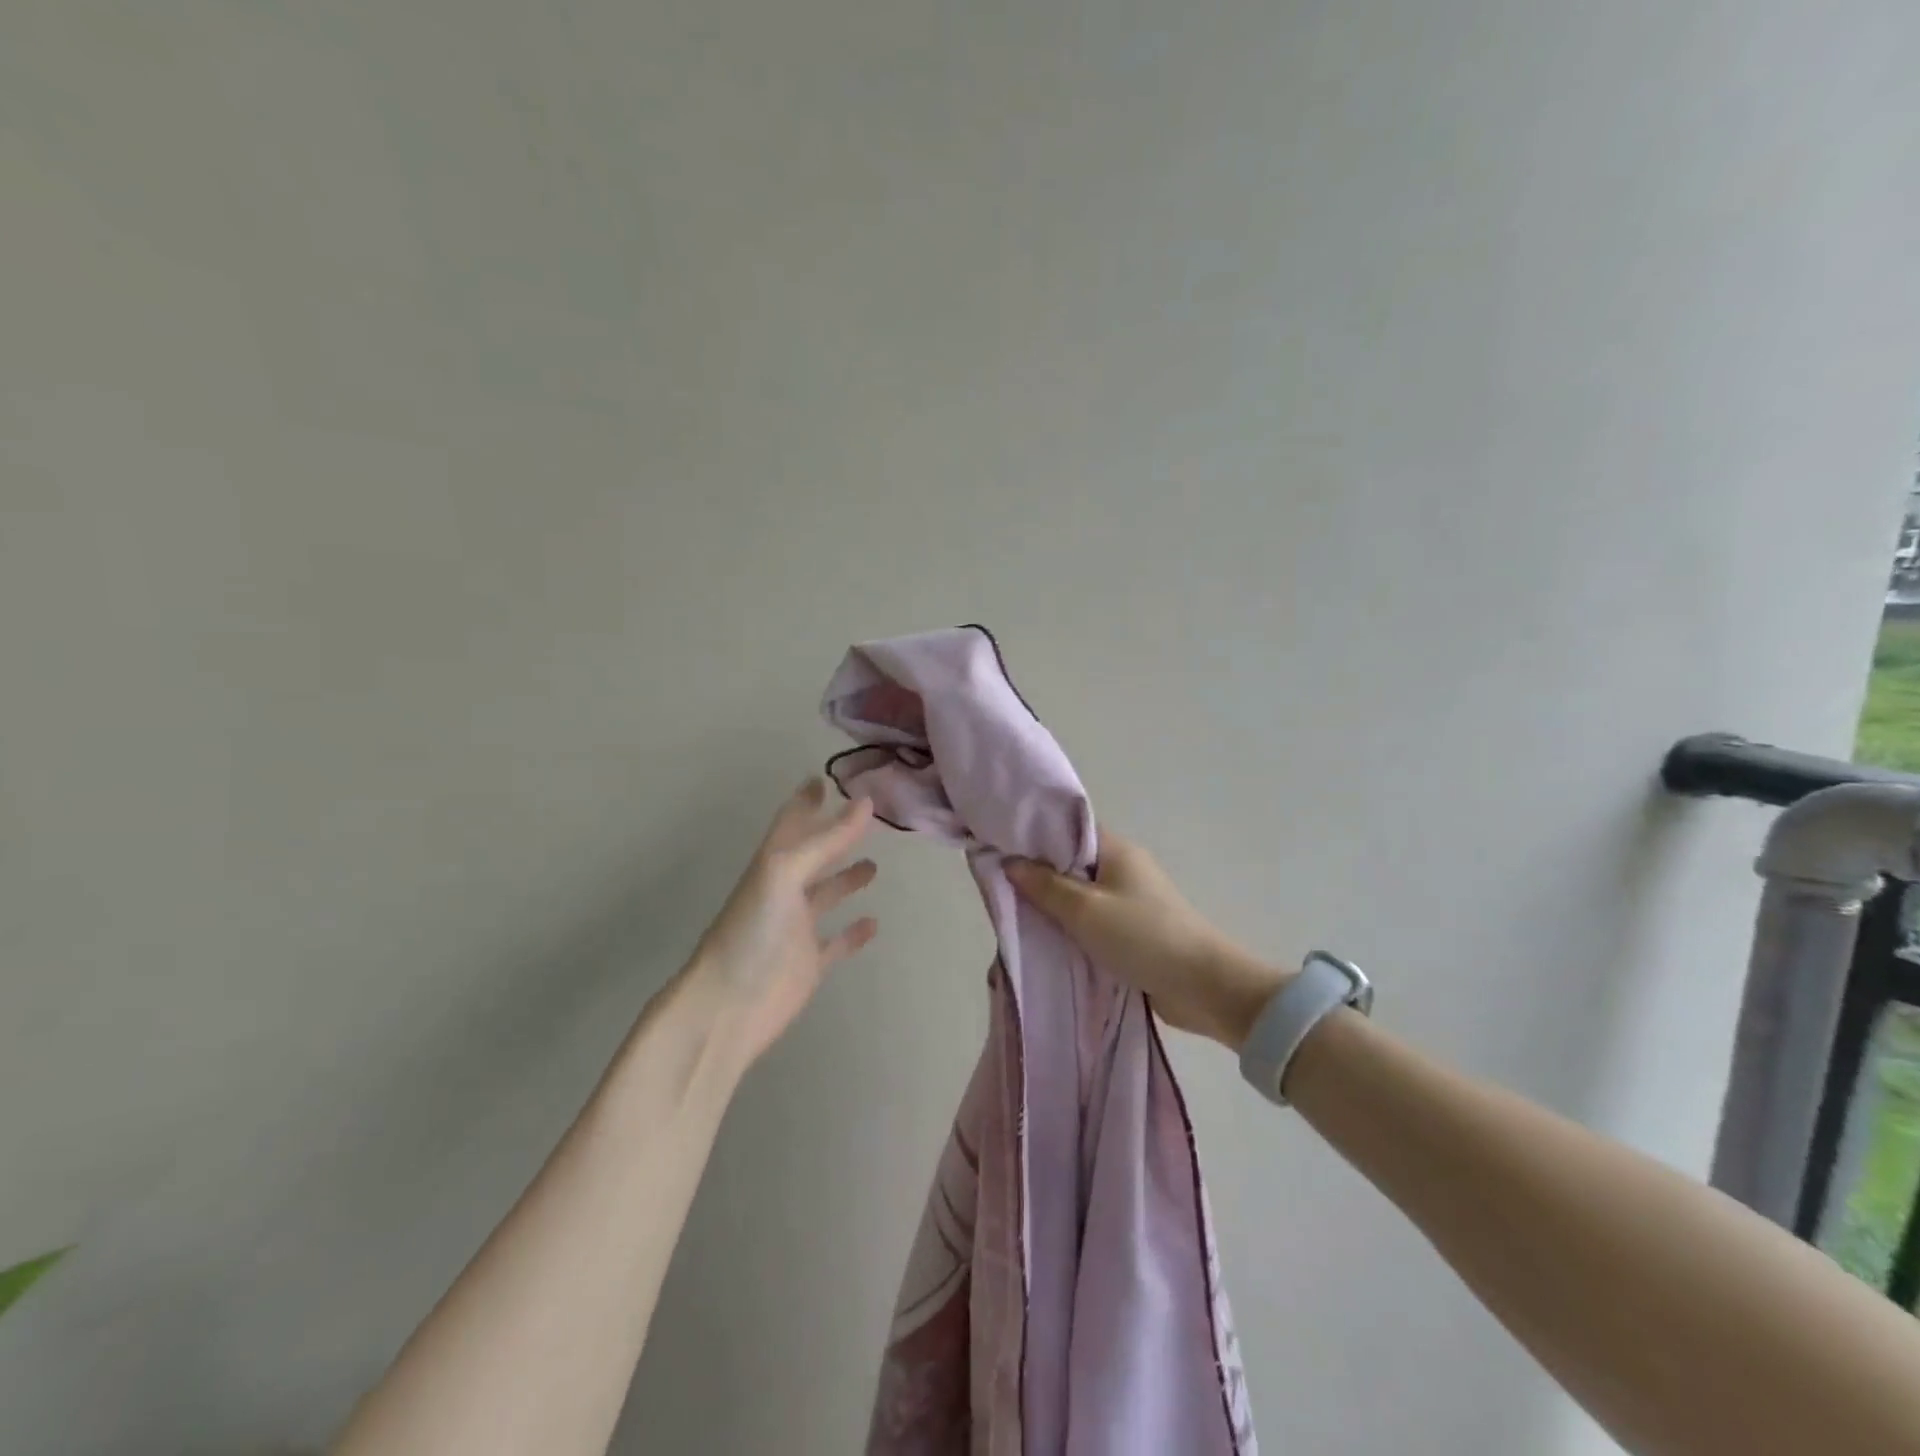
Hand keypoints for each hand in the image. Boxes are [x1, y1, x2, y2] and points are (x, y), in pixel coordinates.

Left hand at [683, 779, 878, 1067]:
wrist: (727, 1007)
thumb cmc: (752, 932)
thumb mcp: (785, 874)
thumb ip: (826, 840)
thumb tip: (866, 802)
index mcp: (774, 864)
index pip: (793, 823)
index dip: (807, 800)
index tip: (824, 778)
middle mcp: (785, 891)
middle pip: (813, 854)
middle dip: (834, 834)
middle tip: (866, 817)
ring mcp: (798, 928)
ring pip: (826, 894)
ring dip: (847, 878)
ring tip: (875, 865)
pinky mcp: (810, 963)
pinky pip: (837, 942)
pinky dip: (854, 932)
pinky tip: (874, 923)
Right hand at [1006, 832, 1287, 1049]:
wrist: (1203, 986)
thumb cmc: (1141, 936)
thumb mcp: (1085, 910)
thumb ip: (1045, 885)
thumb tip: (1010, 861)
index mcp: (1116, 850)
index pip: (1067, 829)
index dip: (1034, 834)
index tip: (999, 844)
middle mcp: (1123, 868)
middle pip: (1070, 863)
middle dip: (1038, 873)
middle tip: (1000, 885)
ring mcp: (1129, 900)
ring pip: (1079, 894)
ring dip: (1054, 905)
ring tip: (1015, 913)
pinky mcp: (1132, 930)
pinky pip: (1091, 920)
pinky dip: (1071, 927)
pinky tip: (1045, 938)